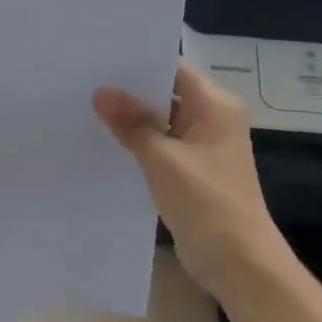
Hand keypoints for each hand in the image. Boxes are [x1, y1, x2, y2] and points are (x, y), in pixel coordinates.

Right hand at [93, 60, 287, 286]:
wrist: (239, 264)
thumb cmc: (207, 203)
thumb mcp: (163, 159)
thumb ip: (132, 124)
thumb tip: (100, 92)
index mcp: (215, 106)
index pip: (173, 68)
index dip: (137, 62)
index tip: (98, 58)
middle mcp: (212, 118)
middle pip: (165, 92)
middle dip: (128, 90)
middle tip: (82, 81)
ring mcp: (202, 146)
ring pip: (160, 120)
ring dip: (130, 118)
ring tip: (85, 106)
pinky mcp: (191, 170)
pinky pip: (160, 145)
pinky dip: (137, 142)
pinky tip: (104, 141)